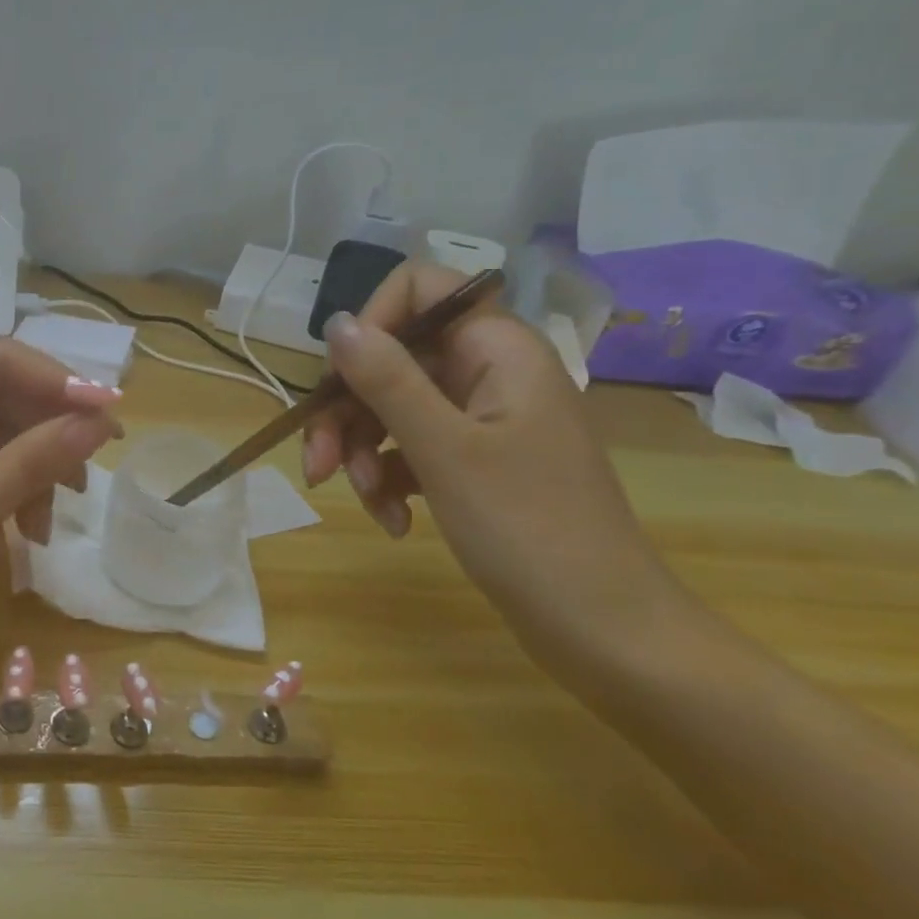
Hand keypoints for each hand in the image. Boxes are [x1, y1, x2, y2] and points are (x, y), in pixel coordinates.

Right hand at [300, 261, 674, 656]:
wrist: (601, 628)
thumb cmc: (528, 529)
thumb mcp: (444, 450)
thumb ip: (387, 380)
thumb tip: (337, 323)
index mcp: (497, 350)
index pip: (420, 289)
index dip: (371, 323)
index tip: (339, 380)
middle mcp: (488, 372)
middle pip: (392, 359)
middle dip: (347, 411)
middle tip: (317, 465)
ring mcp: (481, 420)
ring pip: (392, 408)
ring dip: (361, 454)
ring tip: (367, 504)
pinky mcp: (473, 462)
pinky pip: (409, 449)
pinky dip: (389, 481)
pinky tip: (393, 522)